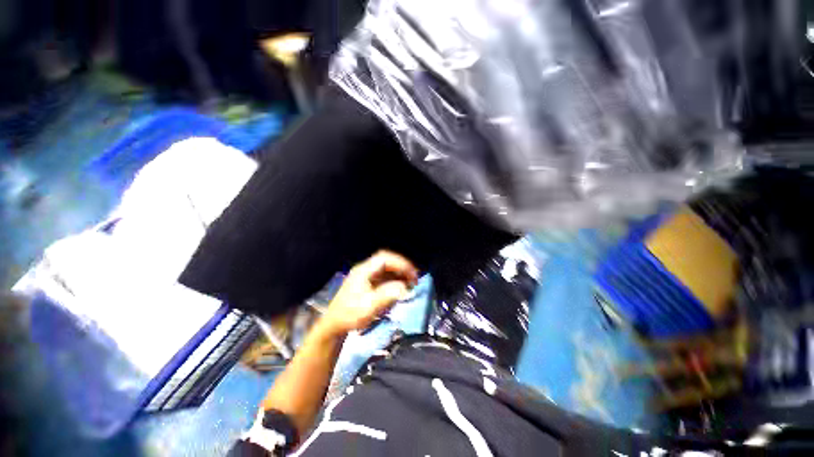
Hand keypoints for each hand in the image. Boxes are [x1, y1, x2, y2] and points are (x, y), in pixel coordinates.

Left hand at [319, 250, 417, 337]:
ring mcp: (365, 276)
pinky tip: (400, 287)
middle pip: (386, 261)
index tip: (412, 274)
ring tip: (410, 282)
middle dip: (401, 267)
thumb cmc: (350, 315)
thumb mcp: (369, 307)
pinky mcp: (366, 284)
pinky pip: (384, 277)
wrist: (333, 326)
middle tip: (414, 278)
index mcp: (363, 271)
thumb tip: (405, 287)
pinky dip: (394, 279)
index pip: (385, 258)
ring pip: (386, 269)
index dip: (400, 263)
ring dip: (399, 273)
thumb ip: (387, 295)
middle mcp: (365, 270)